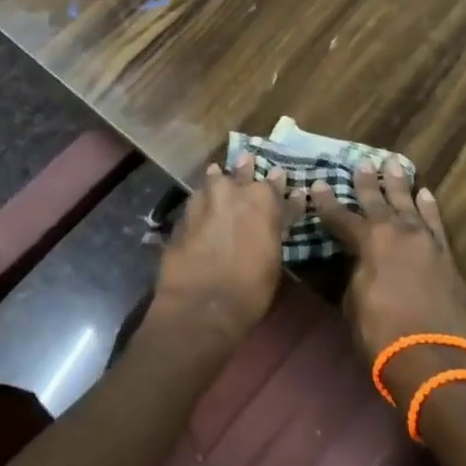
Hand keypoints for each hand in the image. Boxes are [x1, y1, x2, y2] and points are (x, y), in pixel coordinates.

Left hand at [150, 155, 294, 346]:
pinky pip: (195, 202)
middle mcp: (232, 193)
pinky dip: (200, 202)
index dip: (280, 184)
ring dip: (217, 179)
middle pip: (241, 173)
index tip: (282, 179)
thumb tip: (280, 215)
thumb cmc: (250, 289)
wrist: (201, 305)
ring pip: (212, 180)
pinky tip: (199, 205)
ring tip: (217, 174)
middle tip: (246, 160)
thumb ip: (275, 229)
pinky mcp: (182, 217)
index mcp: (263, 201)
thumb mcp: (274, 259)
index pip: (276, 186)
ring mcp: (203, 202)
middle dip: (246, 168)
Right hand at [311, 161, 465, 408]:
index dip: (326, 202)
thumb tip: (359, 262)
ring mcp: (425, 241)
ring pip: (409, 204)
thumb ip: (356, 274)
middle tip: (362, 162)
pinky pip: (435, 223)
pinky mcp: (446, 256)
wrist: (432, 359)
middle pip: (378, 201)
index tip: (317, 184)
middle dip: (367, 182)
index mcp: (368, 243)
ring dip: (400, 185)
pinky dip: (429, 207)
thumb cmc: (382, 334)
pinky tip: (425, 194)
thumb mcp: (354, 302)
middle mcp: (397, 232)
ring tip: (394, 165)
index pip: (341, 217)